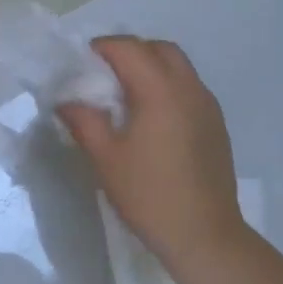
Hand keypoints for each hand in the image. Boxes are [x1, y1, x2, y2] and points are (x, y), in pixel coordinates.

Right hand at [59, 37, 247, 272]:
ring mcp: (208, 106)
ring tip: (123, 96)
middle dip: (129, 52)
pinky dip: (166, 87)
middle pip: (159, 49)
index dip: (101, 48)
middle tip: (102, 75)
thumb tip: (66, 101)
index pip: (129, 49)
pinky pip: (189, 88)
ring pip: (178, 67)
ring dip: (150, 68)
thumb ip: (84, 121)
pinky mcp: (216, 125)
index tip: (79, 64)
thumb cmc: (149, 195)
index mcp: (161, 91)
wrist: (204, 235)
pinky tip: (150, 119)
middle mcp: (189, 88)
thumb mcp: (105, 158)